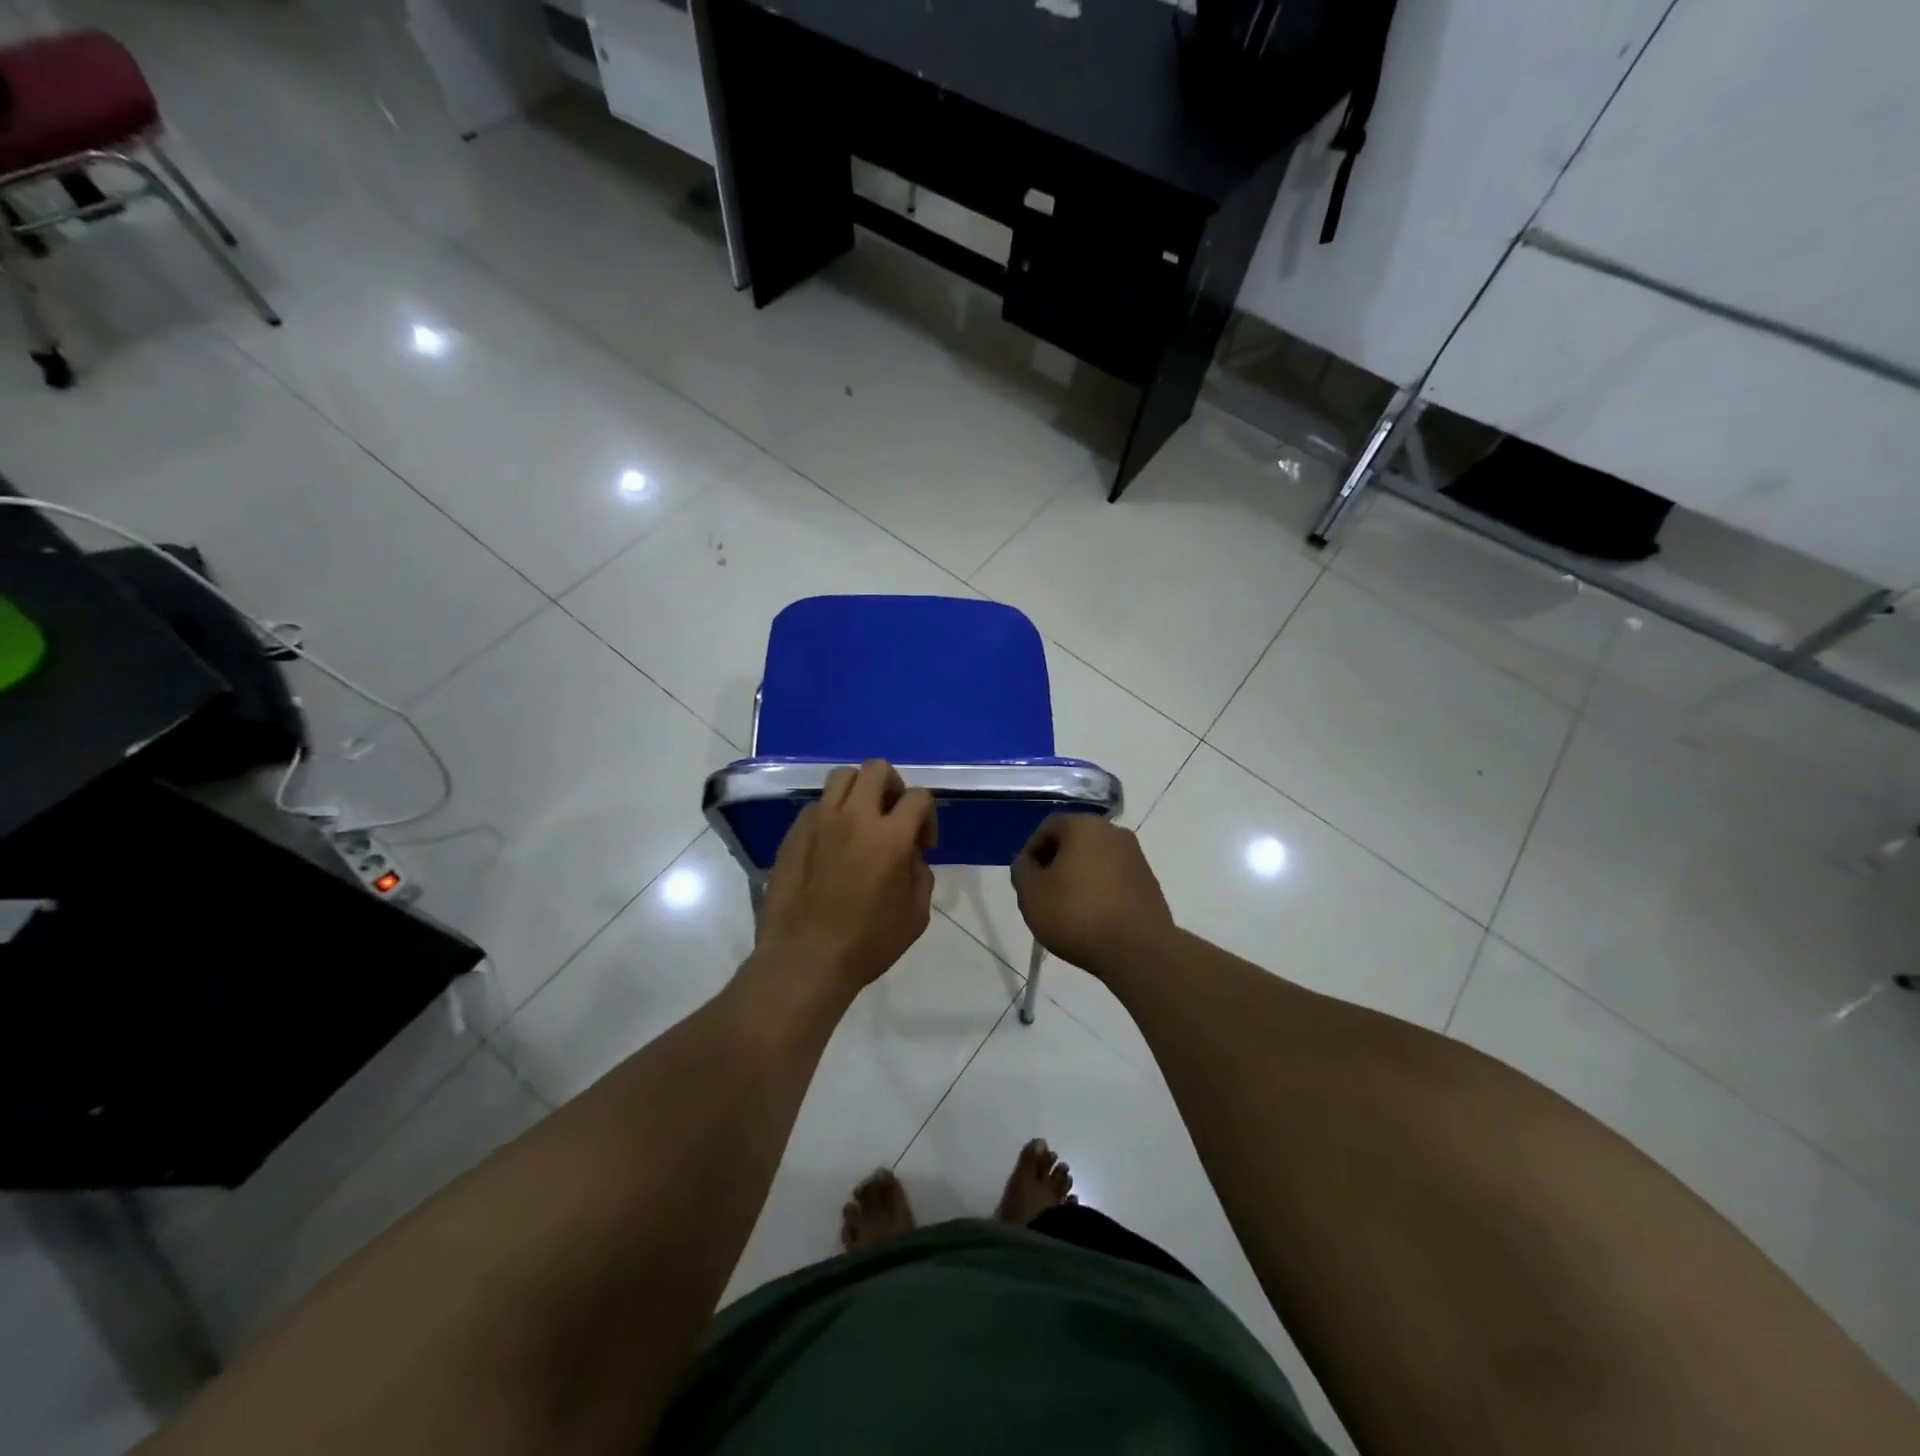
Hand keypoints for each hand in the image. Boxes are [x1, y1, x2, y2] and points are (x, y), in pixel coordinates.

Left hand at [754, 760, 936, 998]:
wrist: (805, 960)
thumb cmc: (867, 943)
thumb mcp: (915, 914)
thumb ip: (920, 873)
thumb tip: (910, 855)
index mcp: (890, 836)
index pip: (919, 796)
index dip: (928, 816)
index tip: (922, 844)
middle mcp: (854, 817)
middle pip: (877, 768)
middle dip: (894, 787)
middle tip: (893, 818)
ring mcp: (819, 821)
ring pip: (842, 777)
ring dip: (859, 792)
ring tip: (861, 821)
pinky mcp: (793, 833)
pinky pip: (817, 805)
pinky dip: (832, 814)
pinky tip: (832, 845)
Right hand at [1012, 815, 1174, 975]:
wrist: (1137, 950)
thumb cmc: (1076, 914)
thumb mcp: (1031, 893)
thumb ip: (1022, 871)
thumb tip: (1027, 862)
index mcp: (1084, 826)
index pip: (1047, 828)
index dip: (1031, 852)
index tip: (1024, 880)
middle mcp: (1114, 833)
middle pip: (1074, 842)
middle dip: (1055, 864)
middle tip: (1042, 894)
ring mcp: (1136, 858)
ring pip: (1095, 861)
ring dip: (1078, 878)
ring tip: (1066, 910)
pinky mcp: (1149, 883)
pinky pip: (1114, 880)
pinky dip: (1099, 892)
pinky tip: (1092, 919)